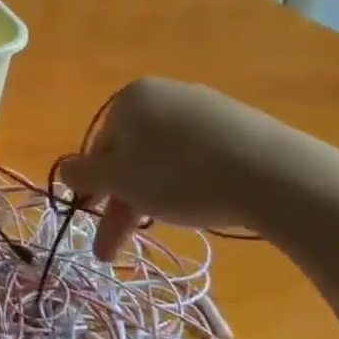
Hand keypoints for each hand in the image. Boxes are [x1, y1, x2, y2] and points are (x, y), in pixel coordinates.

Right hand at [56, 78, 272, 260]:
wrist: (275, 175)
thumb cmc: (179, 175)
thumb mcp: (119, 181)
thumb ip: (83, 175)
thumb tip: (63, 170)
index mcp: (129, 99)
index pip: (98, 148)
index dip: (94, 190)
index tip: (97, 224)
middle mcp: (164, 94)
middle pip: (132, 153)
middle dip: (124, 200)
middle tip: (120, 244)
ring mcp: (206, 107)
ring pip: (165, 156)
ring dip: (155, 194)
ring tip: (166, 225)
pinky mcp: (242, 124)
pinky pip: (201, 154)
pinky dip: (191, 180)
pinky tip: (203, 203)